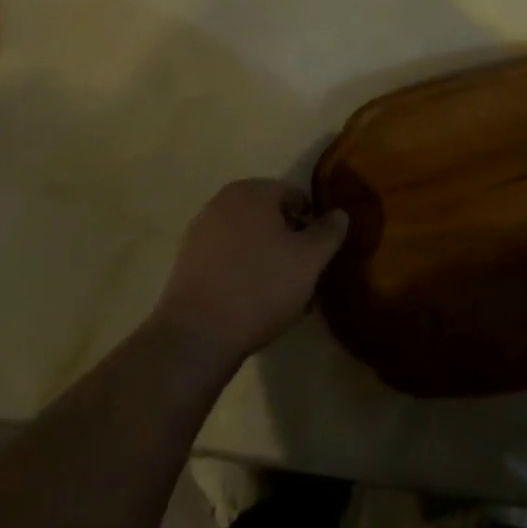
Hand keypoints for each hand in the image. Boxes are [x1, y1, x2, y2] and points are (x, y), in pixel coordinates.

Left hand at [152, 180, 350, 363]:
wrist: (197, 336)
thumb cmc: (261, 287)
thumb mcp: (310, 259)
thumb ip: (329, 231)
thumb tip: (339, 213)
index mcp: (252, 191)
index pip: (295, 196)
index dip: (312, 226)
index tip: (317, 258)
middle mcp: (223, 202)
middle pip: (270, 217)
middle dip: (289, 244)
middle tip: (302, 278)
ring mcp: (200, 231)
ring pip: (249, 240)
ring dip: (268, 260)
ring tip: (281, 298)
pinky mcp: (187, 262)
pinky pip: (227, 260)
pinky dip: (243, 273)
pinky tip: (253, 305)